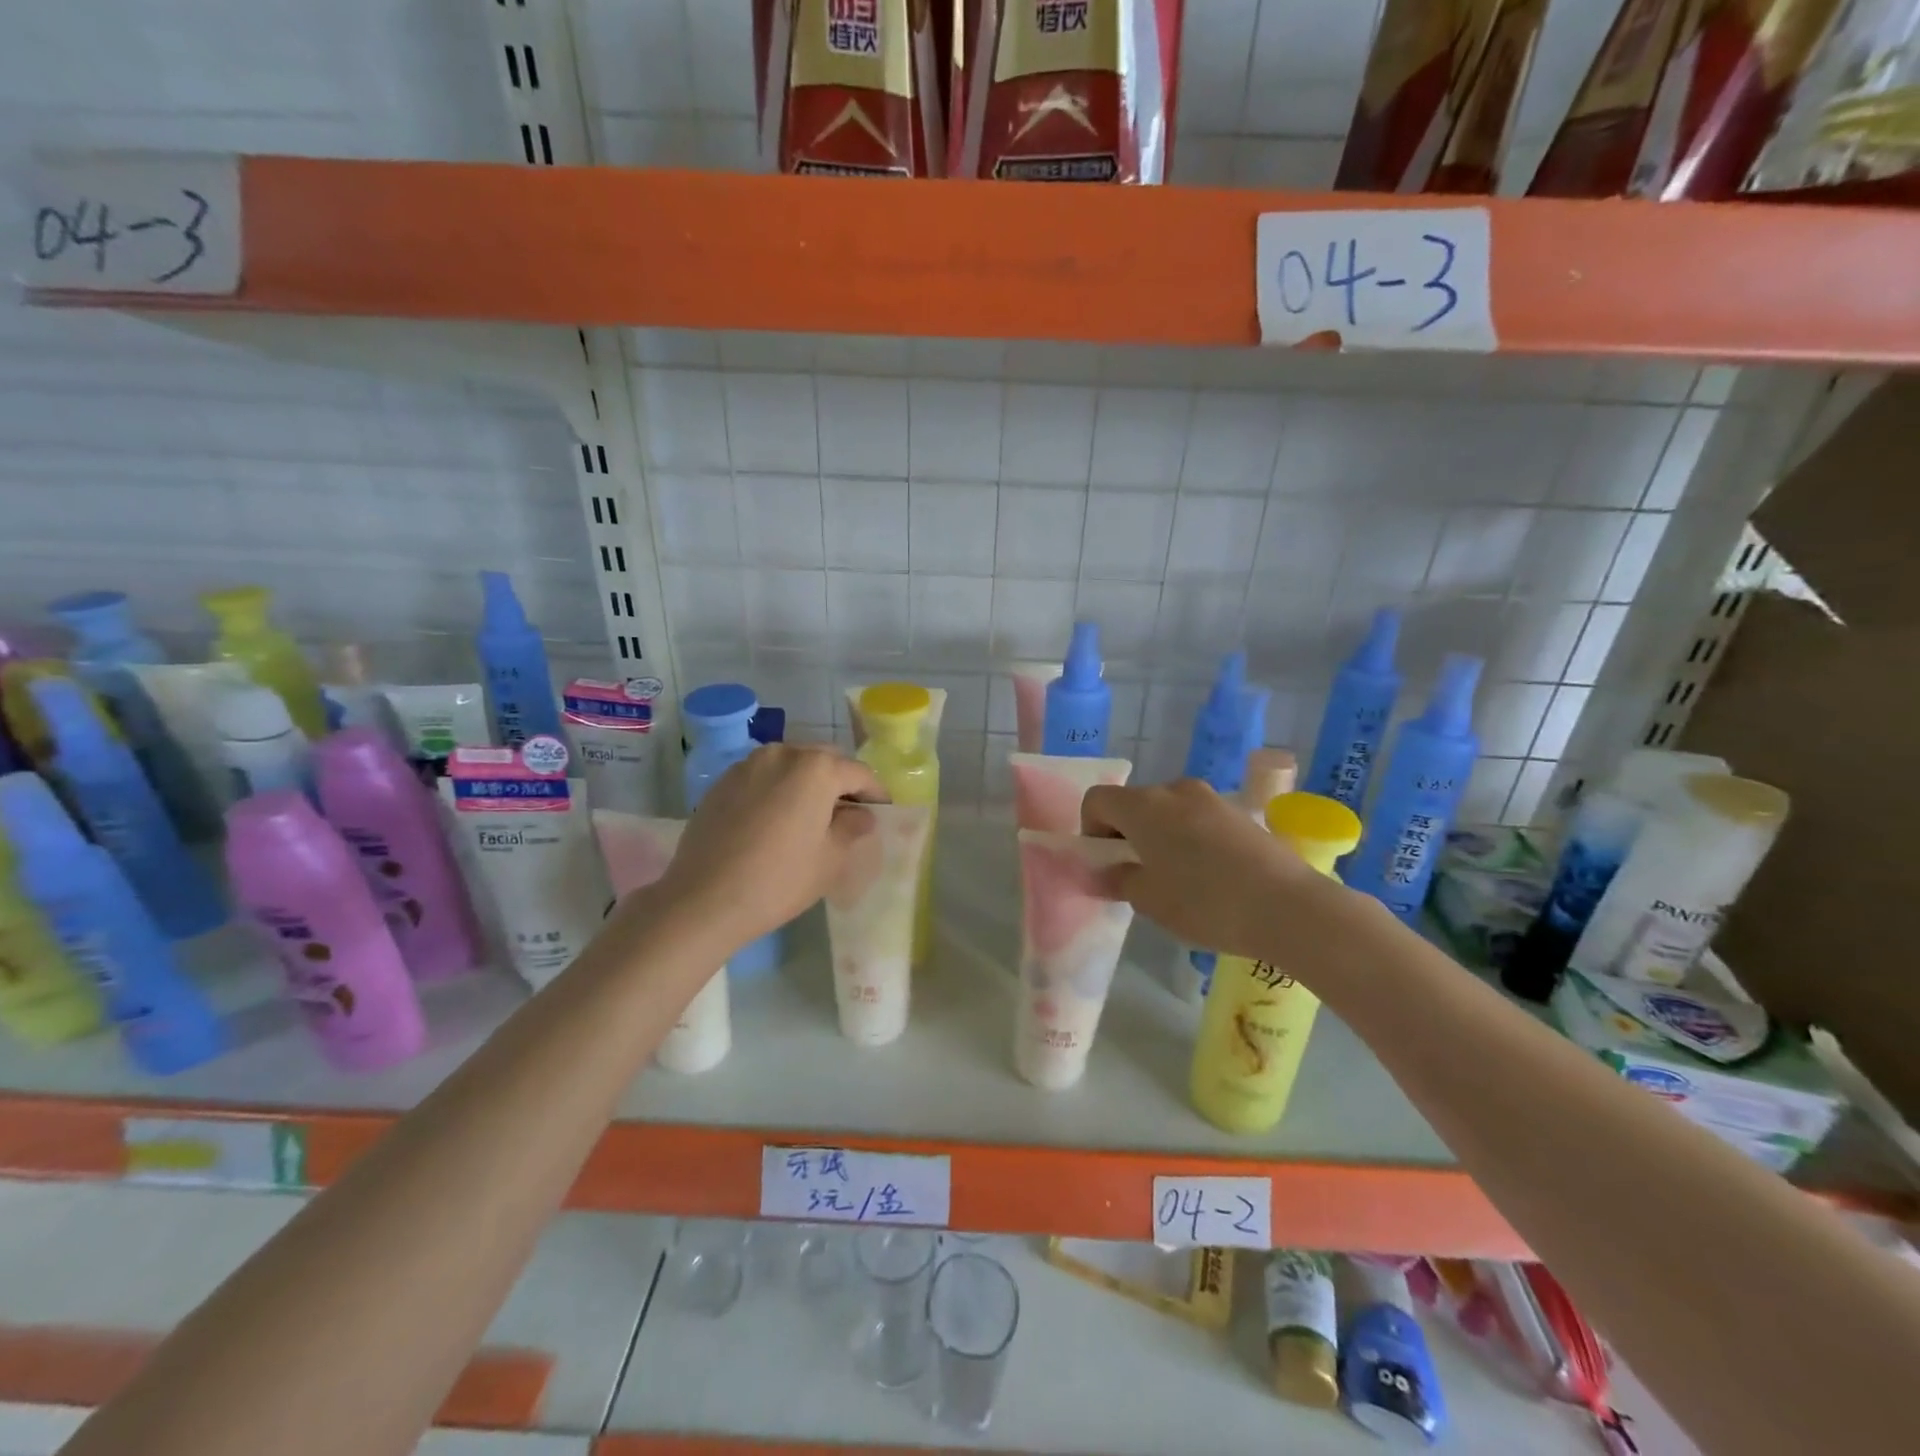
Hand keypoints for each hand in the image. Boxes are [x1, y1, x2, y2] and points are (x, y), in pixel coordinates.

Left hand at [657, 744, 884, 951]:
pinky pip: (763, 778)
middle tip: (848, 814)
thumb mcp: (831, 859)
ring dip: (806, 784)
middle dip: (840, 783)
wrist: (704, 899)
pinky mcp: (722, 782)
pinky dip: (777, 791)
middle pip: (823, 762)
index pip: (859, 773)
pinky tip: (776, 821)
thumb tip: (861, 816)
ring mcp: (747, 765)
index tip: (882, 812)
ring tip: (811, 817)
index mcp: (816, 768)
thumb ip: (852, 828)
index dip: (875, 793)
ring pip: (790, 766)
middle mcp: (782, 754)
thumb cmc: (780, 879)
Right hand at [1081, 779, 1327, 961]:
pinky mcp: (1238, 812)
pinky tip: (1208, 875)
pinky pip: (1197, 818)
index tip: (1106, 863)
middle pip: (1133, 803)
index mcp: (1143, 806)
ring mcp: (1210, 798)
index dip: (1091, 829)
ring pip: (1167, 810)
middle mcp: (1174, 790)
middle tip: (1137, 874)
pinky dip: (1188, 838)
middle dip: (1125, 833)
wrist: (1288, 906)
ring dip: (1158, 835)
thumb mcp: (1149, 900)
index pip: (1097, 800)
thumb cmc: (1205, 903)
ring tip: (1175, 877)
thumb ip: (1117, 879)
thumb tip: (1101, 872)